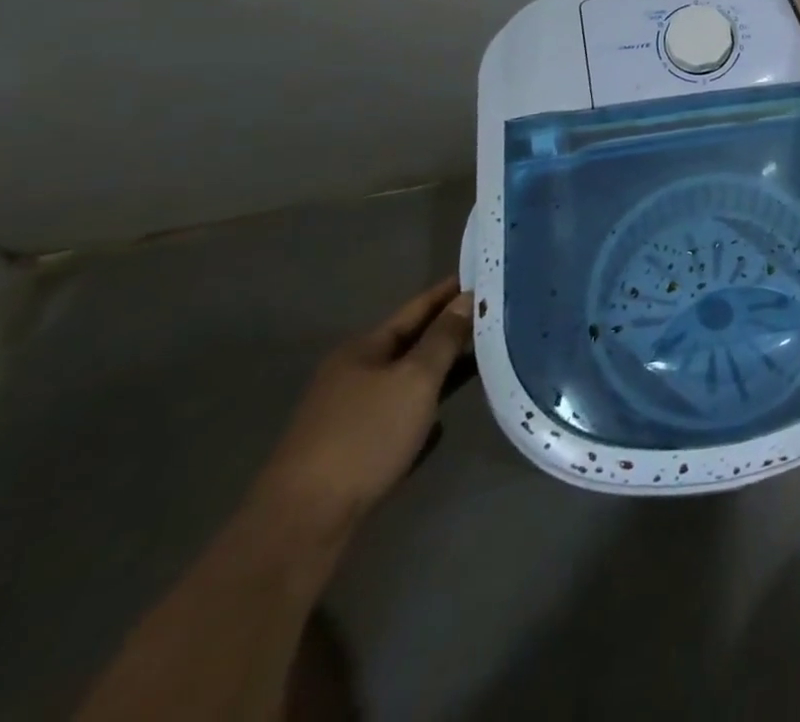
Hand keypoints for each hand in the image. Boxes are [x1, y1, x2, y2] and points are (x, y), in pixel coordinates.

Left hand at [253, 277, 473, 532]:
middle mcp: (353, 374)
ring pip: (407, 379)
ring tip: (484, 359)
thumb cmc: (364, 437)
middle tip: (496, 315)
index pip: (417, 308)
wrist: (302, 524)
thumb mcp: (415, 379)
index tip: (486, 274)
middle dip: (451, 330)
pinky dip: (424, 408)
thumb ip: (444, 338)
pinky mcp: (352, 448)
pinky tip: (445, 419)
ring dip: (442, 370)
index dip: (450, 291)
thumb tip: (466, 298)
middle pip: (412, 342)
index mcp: (364, 349)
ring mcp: (349, 413)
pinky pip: (400, 414)